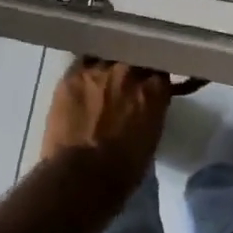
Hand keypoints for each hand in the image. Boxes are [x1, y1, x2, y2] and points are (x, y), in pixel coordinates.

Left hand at [39, 56, 171, 183]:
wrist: (80, 176)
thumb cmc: (122, 170)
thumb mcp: (151, 138)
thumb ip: (151, 111)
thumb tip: (145, 104)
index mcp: (154, 90)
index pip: (160, 70)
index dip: (153, 78)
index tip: (149, 85)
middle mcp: (129, 71)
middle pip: (134, 58)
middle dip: (133, 68)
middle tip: (126, 83)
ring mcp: (99, 69)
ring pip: (108, 56)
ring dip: (108, 66)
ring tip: (102, 79)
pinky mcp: (72, 74)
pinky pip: (83, 61)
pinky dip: (86, 70)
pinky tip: (83, 80)